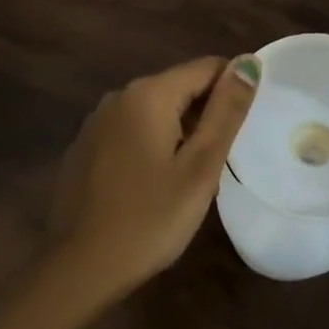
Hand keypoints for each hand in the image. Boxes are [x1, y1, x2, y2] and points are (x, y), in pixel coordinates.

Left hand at [41, 55, 260, 306]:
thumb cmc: (150, 219)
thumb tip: (248, 61)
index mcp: (148, 95)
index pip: (205, 68)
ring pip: (154, 112)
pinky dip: (151, 146)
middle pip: (178, 88)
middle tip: (221, 161)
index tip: (247, 126)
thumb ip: (226, 111)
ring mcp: (96, 122)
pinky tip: (155, 185)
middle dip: (205, 115)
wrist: (81, 266)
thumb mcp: (200, 167)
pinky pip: (130, 133)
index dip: (233, 89)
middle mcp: (118, 97)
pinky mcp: (84, 148)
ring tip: (193, 177)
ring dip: (179, 133)